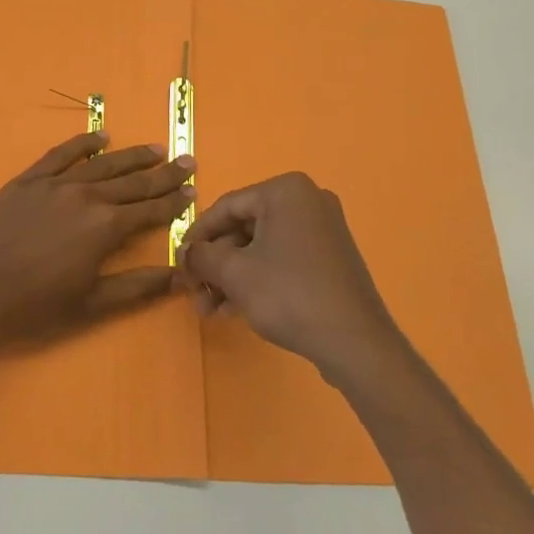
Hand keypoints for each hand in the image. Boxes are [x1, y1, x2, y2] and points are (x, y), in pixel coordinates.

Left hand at [0, 131, 195, 350]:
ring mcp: (55, 185)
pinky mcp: (27, 181)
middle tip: (186, 161)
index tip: (192, 191)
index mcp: (105, 228)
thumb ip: (137, 287)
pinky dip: (82, 144)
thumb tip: (179, 276)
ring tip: (154, 149)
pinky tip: (99, 137)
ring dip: (131, 156)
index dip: (173, 202)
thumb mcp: (91, 304)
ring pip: (102, 164)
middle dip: (163, 173)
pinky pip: (60, 155)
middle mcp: (86, 198)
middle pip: (132, 181)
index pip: (150, 210)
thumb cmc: (34, 306)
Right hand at [178, 172, 408, 387]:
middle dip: (215, 263)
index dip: (197, 236)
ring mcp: (323, 229)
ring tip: (210, 309)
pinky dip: (257, 279)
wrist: (355, 342)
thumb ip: (202, 256)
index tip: (179, 262)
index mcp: (286, 191)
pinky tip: (234, 309)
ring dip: (232, 277)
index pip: (226, 207)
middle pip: (244, 228)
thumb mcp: (234, 273)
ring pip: (261, 248)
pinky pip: (283, 259)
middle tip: (194, 291)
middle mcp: (308, 201)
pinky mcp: (330, 258)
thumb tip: (186, 254)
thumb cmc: (288, 294)